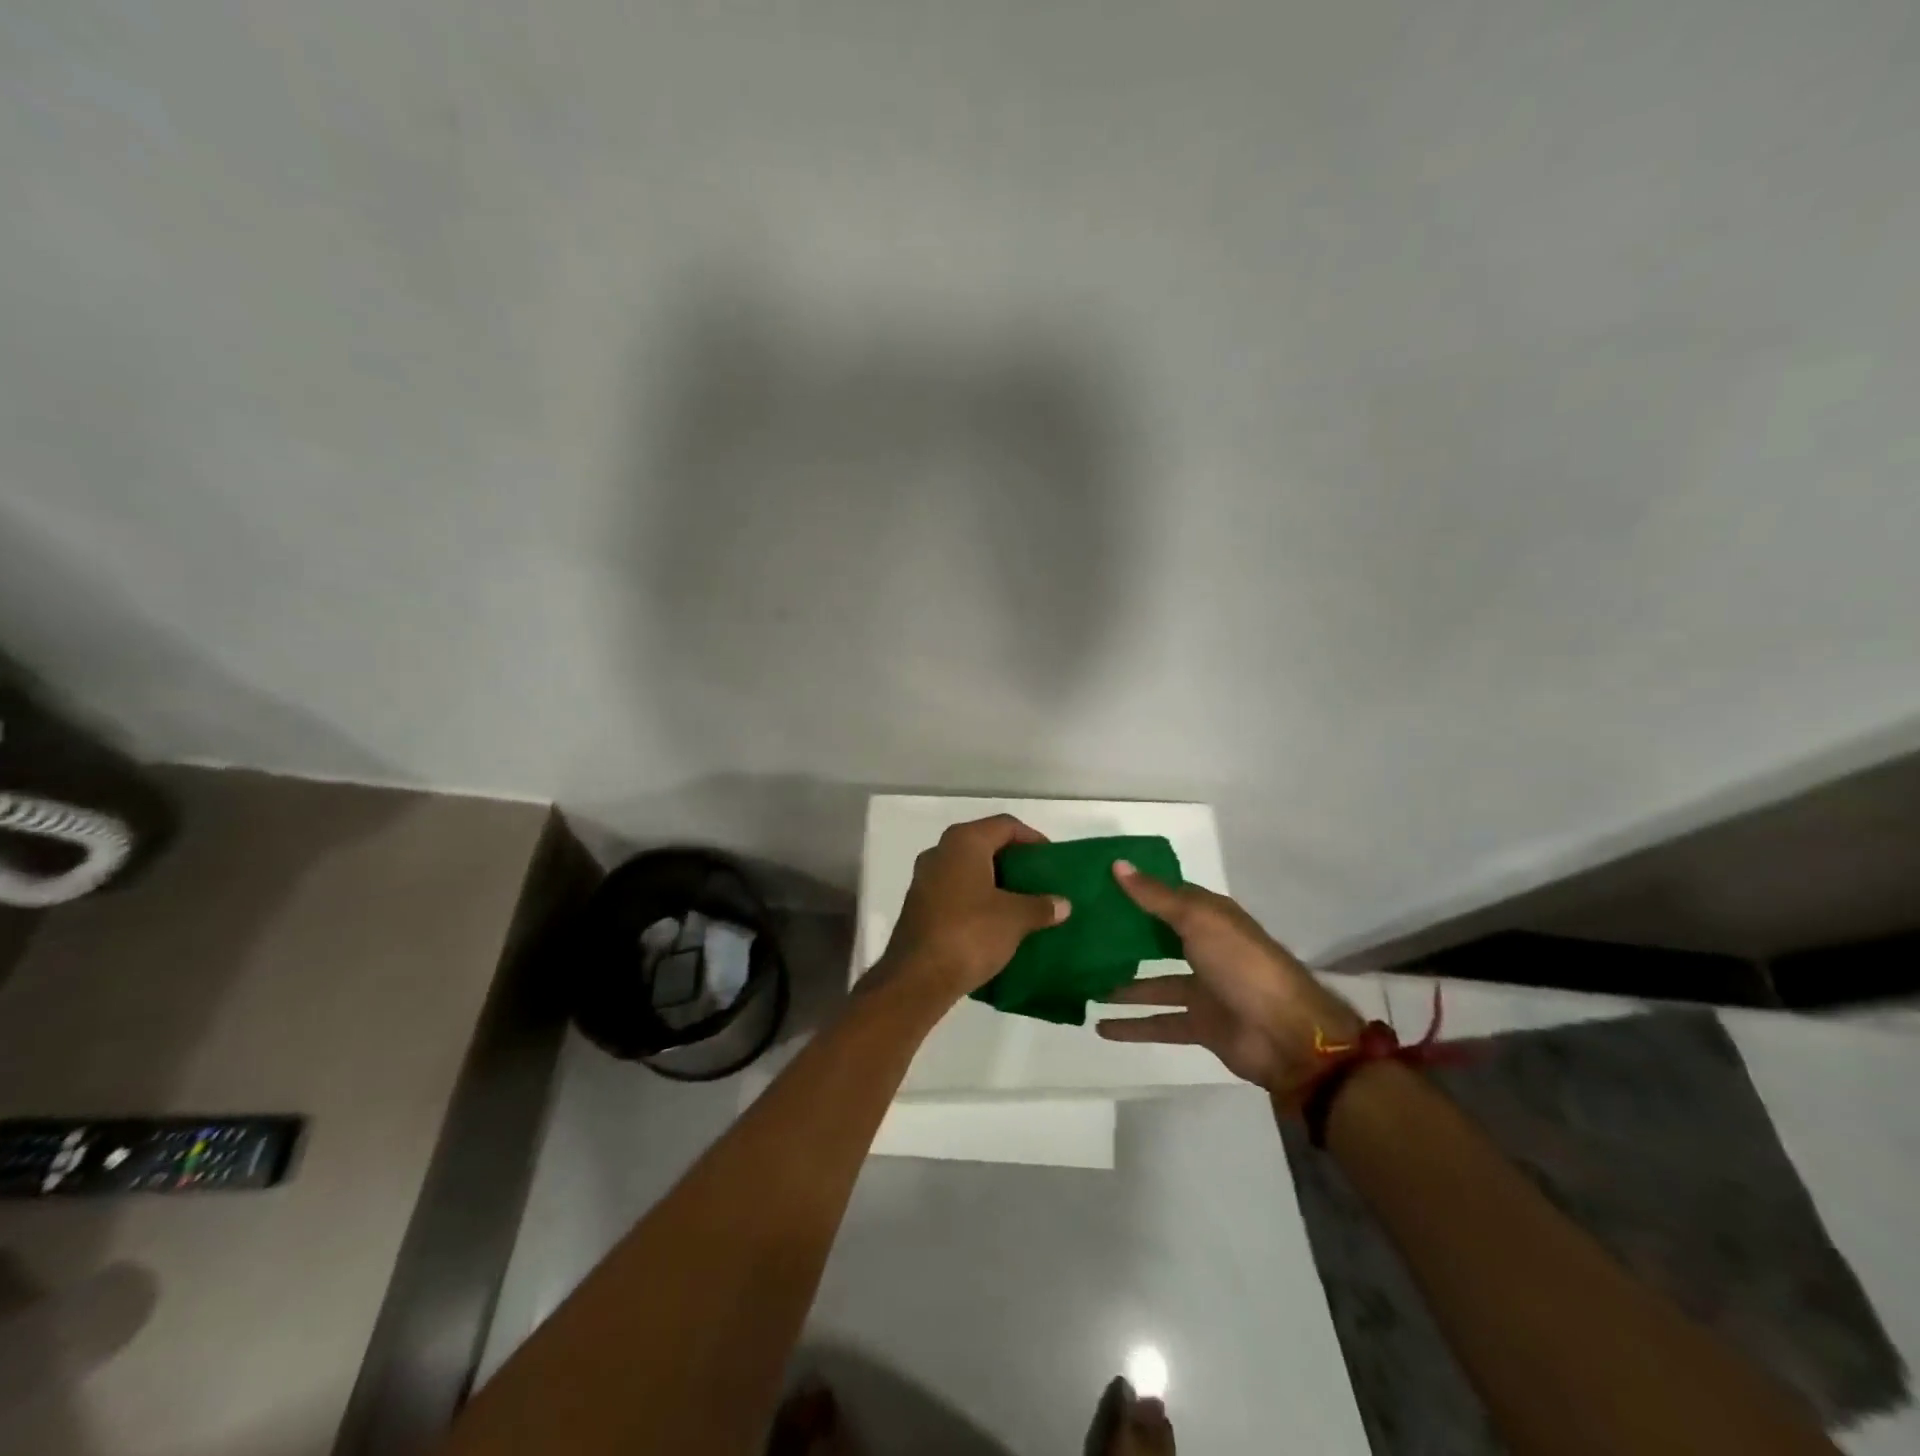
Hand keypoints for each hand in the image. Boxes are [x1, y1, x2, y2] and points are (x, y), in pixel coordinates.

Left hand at [877, 815, 1069, 1001]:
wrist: (917, 977)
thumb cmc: (970, 933)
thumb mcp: (1015, 919)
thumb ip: (1041, 906)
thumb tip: (1063, 904)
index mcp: (964, 842)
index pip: (1005, 825)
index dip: (1032, 838)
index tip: (1051, 860)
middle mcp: (940, 851)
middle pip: (985, 844)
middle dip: (1013, 861)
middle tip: (1039, 880)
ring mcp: (925, 878)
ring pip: (969, 869)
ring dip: (995, 882)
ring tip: (1022, 902)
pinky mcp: (919, 905)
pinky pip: (955, 890)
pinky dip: (977, 898)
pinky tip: (995, 921)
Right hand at [1095, 862, 1360, 1098]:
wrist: (1286, 1034)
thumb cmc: (1242, 964)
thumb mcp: (1198, 920)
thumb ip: (1156, 897)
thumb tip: (1117, 864)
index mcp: (1210, 918)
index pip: (1167, 896)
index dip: (1136, 890)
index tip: (1097, 885)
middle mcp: (1206, 949)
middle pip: (1158, 939)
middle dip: (1124, 937)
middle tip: (1080, 934)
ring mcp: (1203, 989)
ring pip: (1153, 983)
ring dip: (1122, 984)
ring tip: (1083, 982)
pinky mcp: (1200, 1025)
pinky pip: (1159, 1022)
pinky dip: (1132, 1025)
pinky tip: (1100, 1026)